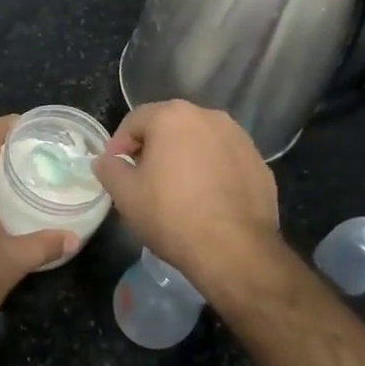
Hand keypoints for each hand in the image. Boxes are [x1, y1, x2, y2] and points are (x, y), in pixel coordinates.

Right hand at [93, 101, 281, 297]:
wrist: (235, 249)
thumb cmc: (171, 215)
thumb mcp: (125, 194)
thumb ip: (109, 169)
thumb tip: (105, 160)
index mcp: (172, 116)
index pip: (135, 121)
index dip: (119, 145)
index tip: (115, 170)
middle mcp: (209, 116)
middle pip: (169, 126)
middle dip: (153, 148)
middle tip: (142, 179)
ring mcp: (239, 138)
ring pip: (200, 141)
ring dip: (184, 157)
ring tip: (176, 190)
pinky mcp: (259, 162)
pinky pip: (224, 159)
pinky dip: (211, 171)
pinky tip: (206, 200)